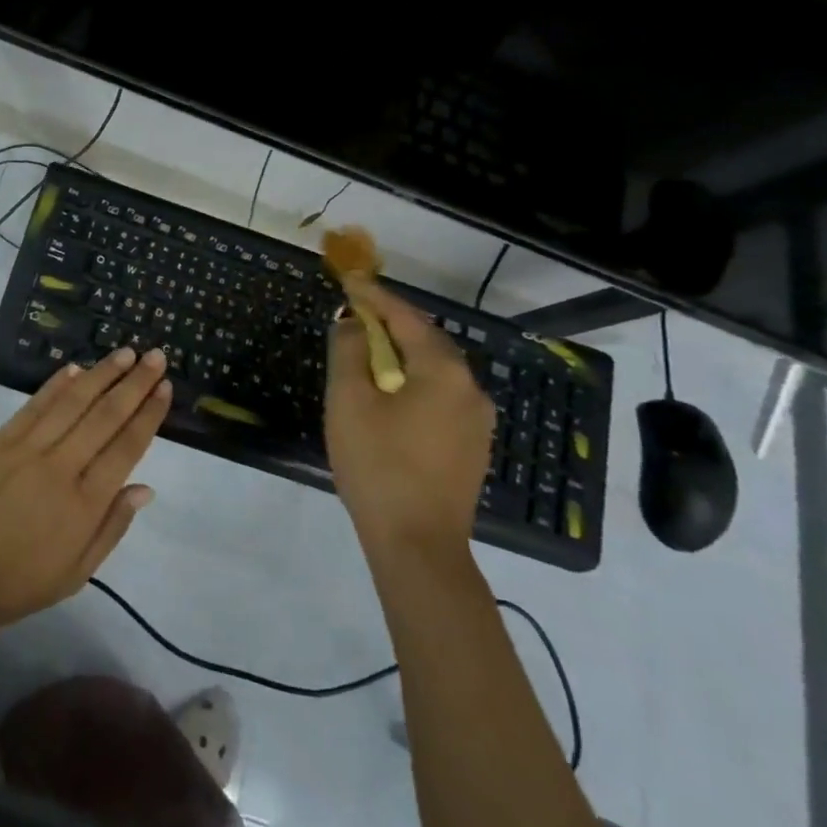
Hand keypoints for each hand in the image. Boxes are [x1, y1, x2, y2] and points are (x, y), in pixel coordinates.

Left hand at [0, 346, 169, 634]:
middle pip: (104, 416)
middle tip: (156, 357)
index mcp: (83, 505)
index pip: (126, 448)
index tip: (165, 388)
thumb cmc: (16, 583)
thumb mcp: (74, 574)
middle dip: (134, 384)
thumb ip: (111, 528)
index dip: (148, 415)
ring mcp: (26, 450)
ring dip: (102, 374)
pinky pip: (34, 406)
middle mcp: (60, 468)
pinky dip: (56, 384)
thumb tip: (145, 488)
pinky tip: (75, 368)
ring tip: (125, 353)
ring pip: (72, 402)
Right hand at [325, 278, 493, 555]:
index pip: (406, 318)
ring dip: (402, 352)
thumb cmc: (378, 466)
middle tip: (355, 313)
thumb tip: (352, 323)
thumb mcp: (349, 401)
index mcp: (443, 371)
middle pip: (427, 340)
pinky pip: (441, 395)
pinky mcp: (472, 445)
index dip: (374, 297)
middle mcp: (470, 388)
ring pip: (436, 369)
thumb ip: (349, 351)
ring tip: (368, 350)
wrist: (418, 546)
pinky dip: (414, 380)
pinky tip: (390, 393)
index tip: (349, 280)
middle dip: (390, 322)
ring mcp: (477, 419)